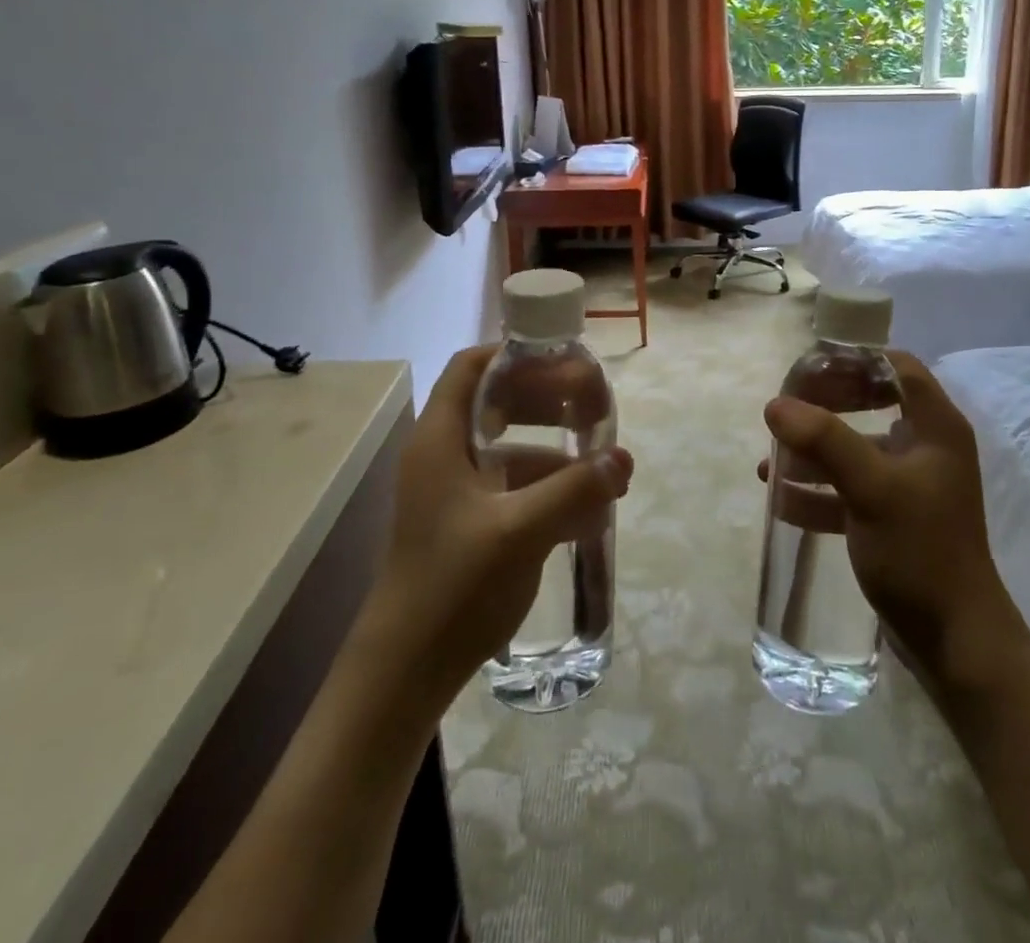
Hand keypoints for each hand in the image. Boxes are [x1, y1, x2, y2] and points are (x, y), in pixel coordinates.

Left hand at [371, 345, 632, 707]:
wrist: (405, 674)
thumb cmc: (454, 586)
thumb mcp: (520, 530)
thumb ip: (575, 489)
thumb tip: (623, 458)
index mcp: (441, 440)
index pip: (472, 368)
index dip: (516, 355)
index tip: (566, 361)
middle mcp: (445, 456)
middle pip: (498, 404)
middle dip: (549, 401)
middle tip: (597, 408)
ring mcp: (456, 493)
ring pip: (511, 449)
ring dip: (557, 452)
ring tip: (605, 467)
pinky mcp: (469, 525)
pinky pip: (515, 488)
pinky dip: (550, 488)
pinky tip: (588, 511)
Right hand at [762, 352, 1028, 693]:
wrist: (956, 642)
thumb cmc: (920, 550)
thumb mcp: (871, 488)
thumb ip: (824, 441)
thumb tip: (775, 404)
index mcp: (936, 427)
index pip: (896, 366)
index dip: (854, 359)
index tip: (809, 368)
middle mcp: (927, 447)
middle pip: (872, 403)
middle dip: (825, 406)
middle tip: (786, 411)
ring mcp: (911, 485)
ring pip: (857, 450)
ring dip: (815, 453)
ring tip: (771, 463)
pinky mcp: (896, 518)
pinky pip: (852, 490)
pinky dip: (821, 491)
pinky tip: (784, 501)